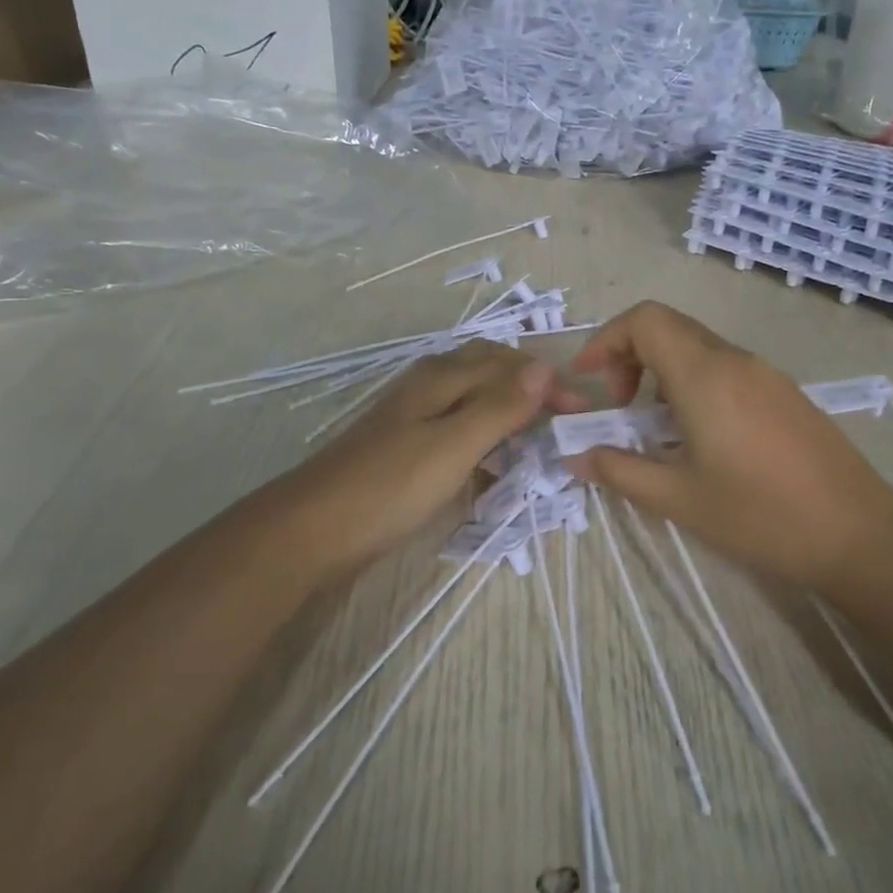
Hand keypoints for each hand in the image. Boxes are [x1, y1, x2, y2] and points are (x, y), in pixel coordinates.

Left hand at [284, 340, 577, 573]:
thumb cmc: (389, 485)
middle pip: (488, 369)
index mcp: (441, 377)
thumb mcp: (454, 445)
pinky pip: (455, 425)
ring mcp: (412, 414)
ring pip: (471, 397)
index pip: (508, 363)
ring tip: (532, 435)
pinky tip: (489, 461)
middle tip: (558, 415)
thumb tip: (544, 367)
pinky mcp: (404, 444)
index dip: (546, 382)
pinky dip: (482, 435)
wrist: (313, 529)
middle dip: (527, 385)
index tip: (579, 411)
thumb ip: (499, 406)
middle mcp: (427, 384)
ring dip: (505, 408)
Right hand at [564, 301, 892, 587]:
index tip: (589, 381)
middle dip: (630, 357)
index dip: (607, 340)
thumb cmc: (761, 516)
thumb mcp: (680, 498)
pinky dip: (696, 385)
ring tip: (657, 428)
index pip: (646, 320)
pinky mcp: (786, 394)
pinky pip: (728, 370)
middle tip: (619, 408)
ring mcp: (767, 375)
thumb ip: (621, 470)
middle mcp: (736, 361)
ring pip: (699, 349)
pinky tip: (701, 437)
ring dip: (664, 374)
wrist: (859, 535)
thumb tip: (576, 456)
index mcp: (706, 375)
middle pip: (670, 329)